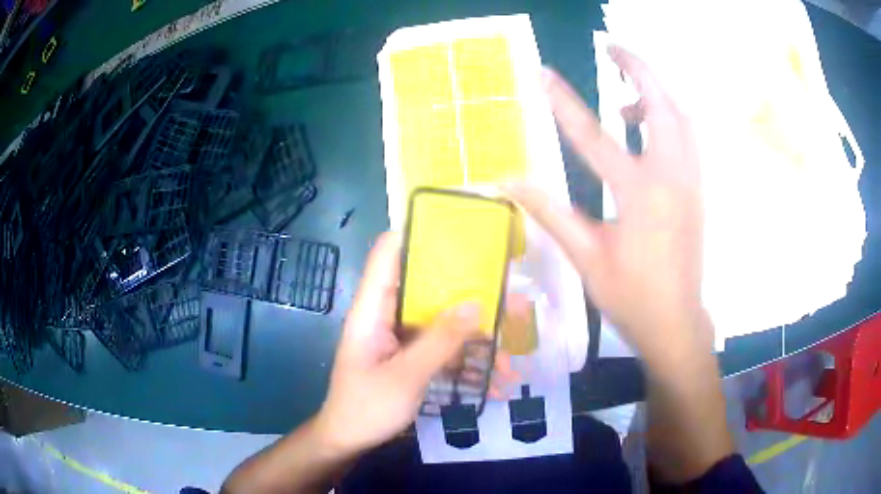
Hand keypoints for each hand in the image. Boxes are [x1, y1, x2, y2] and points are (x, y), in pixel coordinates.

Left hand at [313, 232, 506, 457]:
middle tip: (511, 303)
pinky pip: (443, 350)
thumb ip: (440, 341)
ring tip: (512, 362)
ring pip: (443, 324)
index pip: (388, 254)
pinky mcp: (411, 358)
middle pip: (428, 289)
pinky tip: (495, 385)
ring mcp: (401, 338)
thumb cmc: (366, 408)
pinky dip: (468, 364)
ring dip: (476, 341)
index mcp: (373, 309)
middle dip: (470, 296)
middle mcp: (387, 315)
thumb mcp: (405, 376)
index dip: (416, 234)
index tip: (458, 230)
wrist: (349, 442)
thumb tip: (477, 304)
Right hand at [507, 47, 709, 364]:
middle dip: (637, 68)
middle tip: (611, 49)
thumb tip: (508, 182)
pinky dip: (669, 118)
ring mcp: (690, 180)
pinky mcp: (697, 189)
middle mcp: (671, 176)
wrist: (676, 321)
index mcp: (639, 193)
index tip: (542, 73)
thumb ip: (549, 212)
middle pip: (660, 104)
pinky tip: (647, 129)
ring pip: (681, 117)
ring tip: (626, 91)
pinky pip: (688, 138)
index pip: (594, 134)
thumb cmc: (631, 295)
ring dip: (655, 92)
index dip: (563, 101)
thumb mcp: (586, 257)